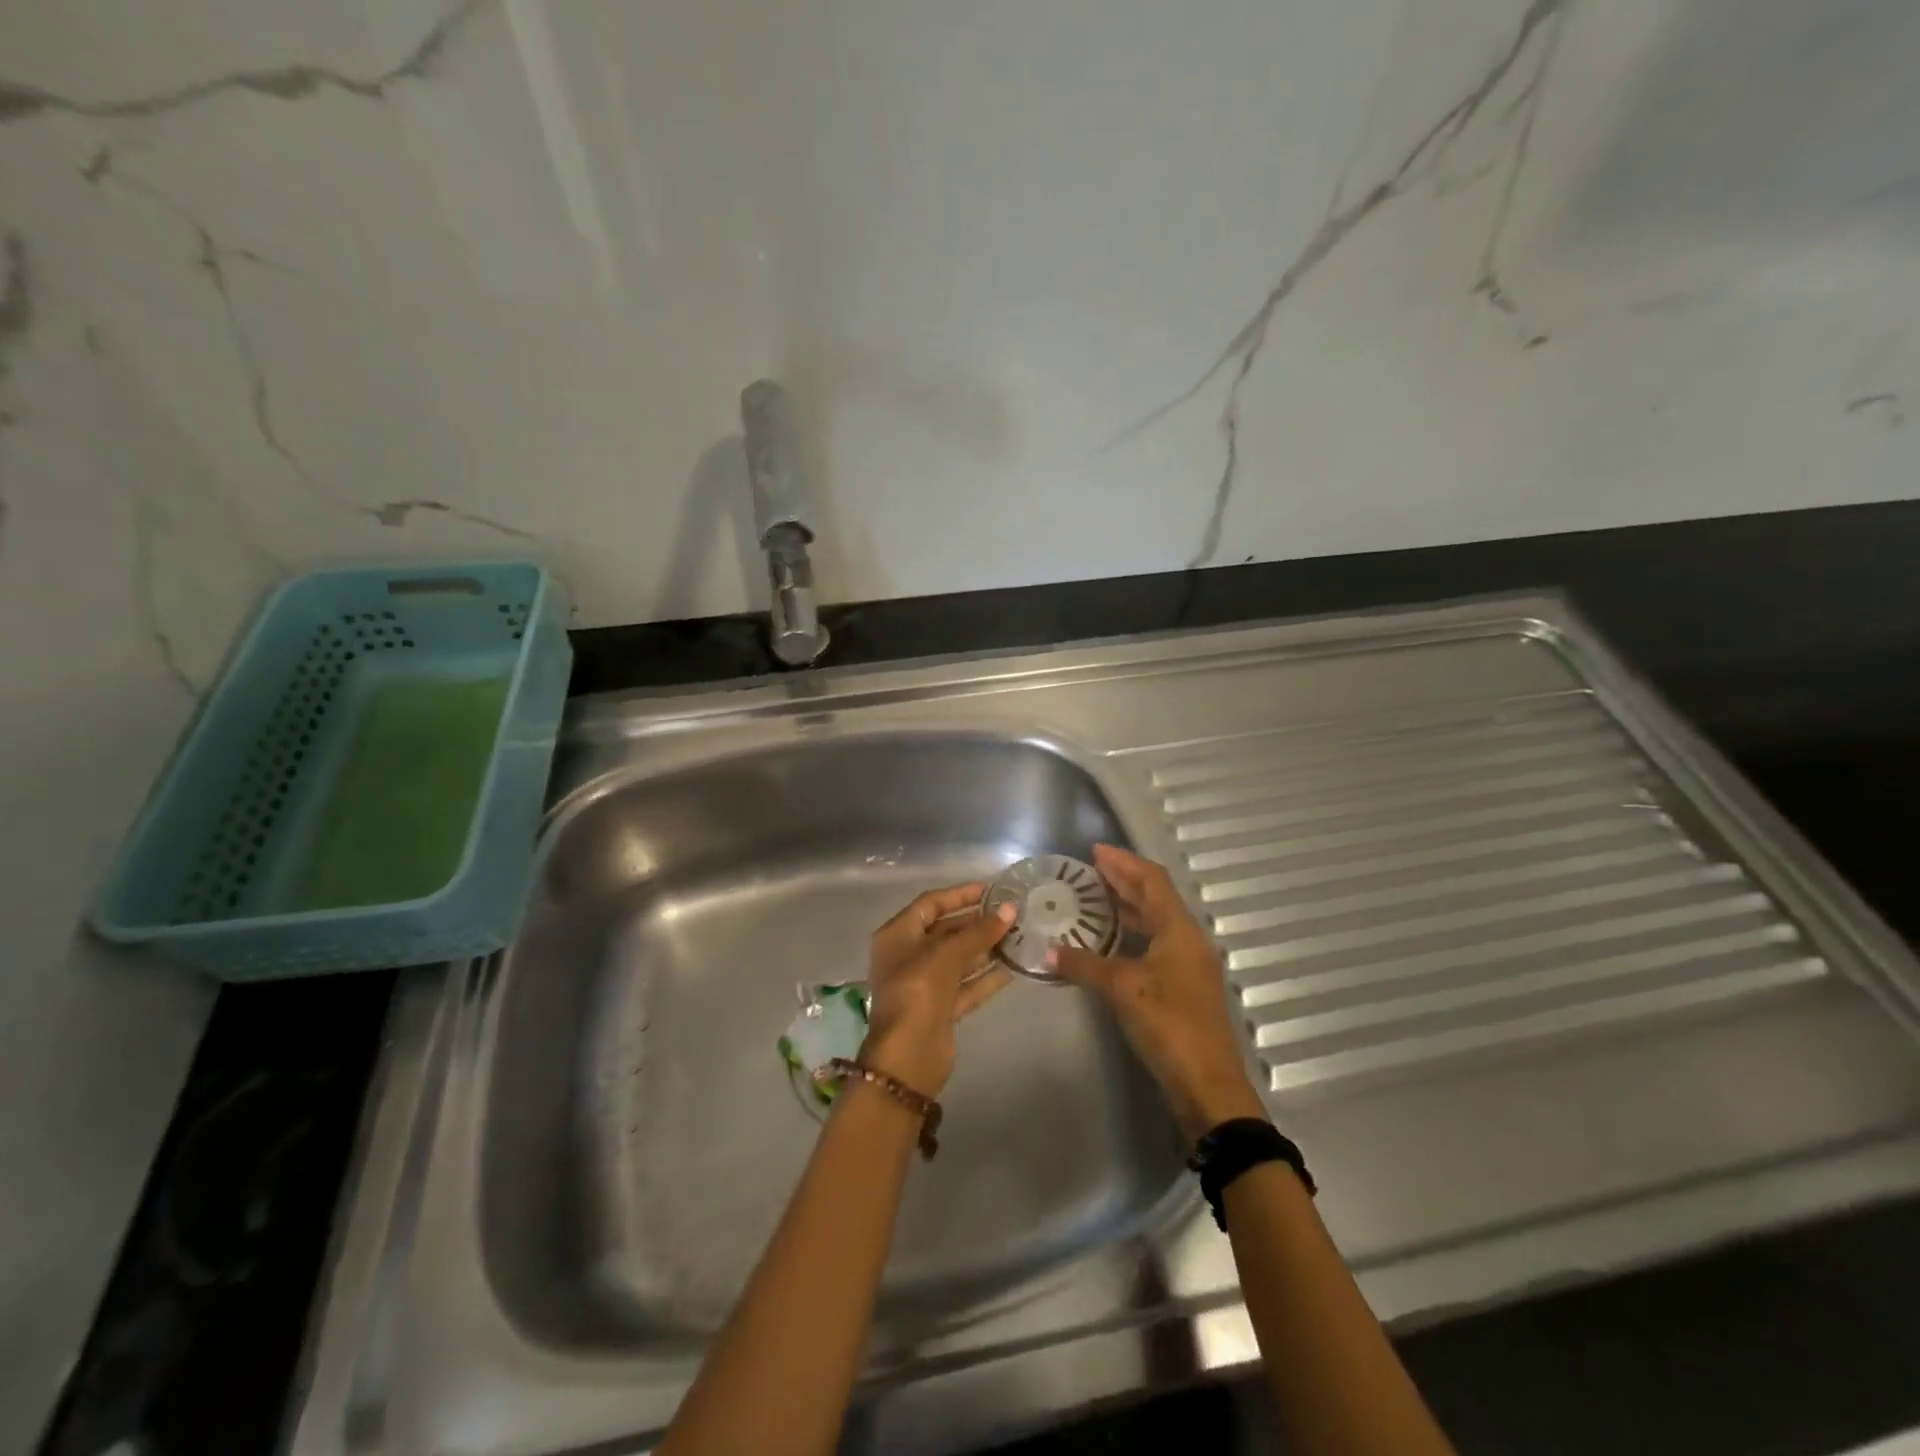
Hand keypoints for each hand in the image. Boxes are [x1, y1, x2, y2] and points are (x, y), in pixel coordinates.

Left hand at [860, 883, 1016, 1097]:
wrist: (907, 1058)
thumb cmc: (918, 993)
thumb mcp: (947, 956)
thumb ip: (979, 932)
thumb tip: (1010, 909)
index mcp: (897, 936)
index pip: (930, 904)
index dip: (959, 895)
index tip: (991, 890)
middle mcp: (908, 956)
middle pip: (945, 931)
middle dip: (977, 922)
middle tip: (1011, 914)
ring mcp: (924, 984)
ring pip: (959, 959)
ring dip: (985, 948)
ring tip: (1019, 936)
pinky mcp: (941, 1008)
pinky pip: (967, 985)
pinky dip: (987, 976)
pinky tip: (1014, 967)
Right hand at [1051, 844, 1264, 1141]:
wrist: (1207, 1085)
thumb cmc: (1168, 1024)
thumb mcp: (1122, 989)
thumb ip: (1085, 965)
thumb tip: (1049, 951)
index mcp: (1179, 929)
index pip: (1151, 880)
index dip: (1124, 862)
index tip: (1094, 851)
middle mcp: (1187, 940)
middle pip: (1155, 897)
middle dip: (1123, 880)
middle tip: (1088, 871)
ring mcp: (1187, 965)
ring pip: (1155, 922)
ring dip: (1127, 907)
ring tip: (1093, 899)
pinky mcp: (1182, 987)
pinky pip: (1154, 944)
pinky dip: (1131, 934)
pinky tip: (1109, 941)